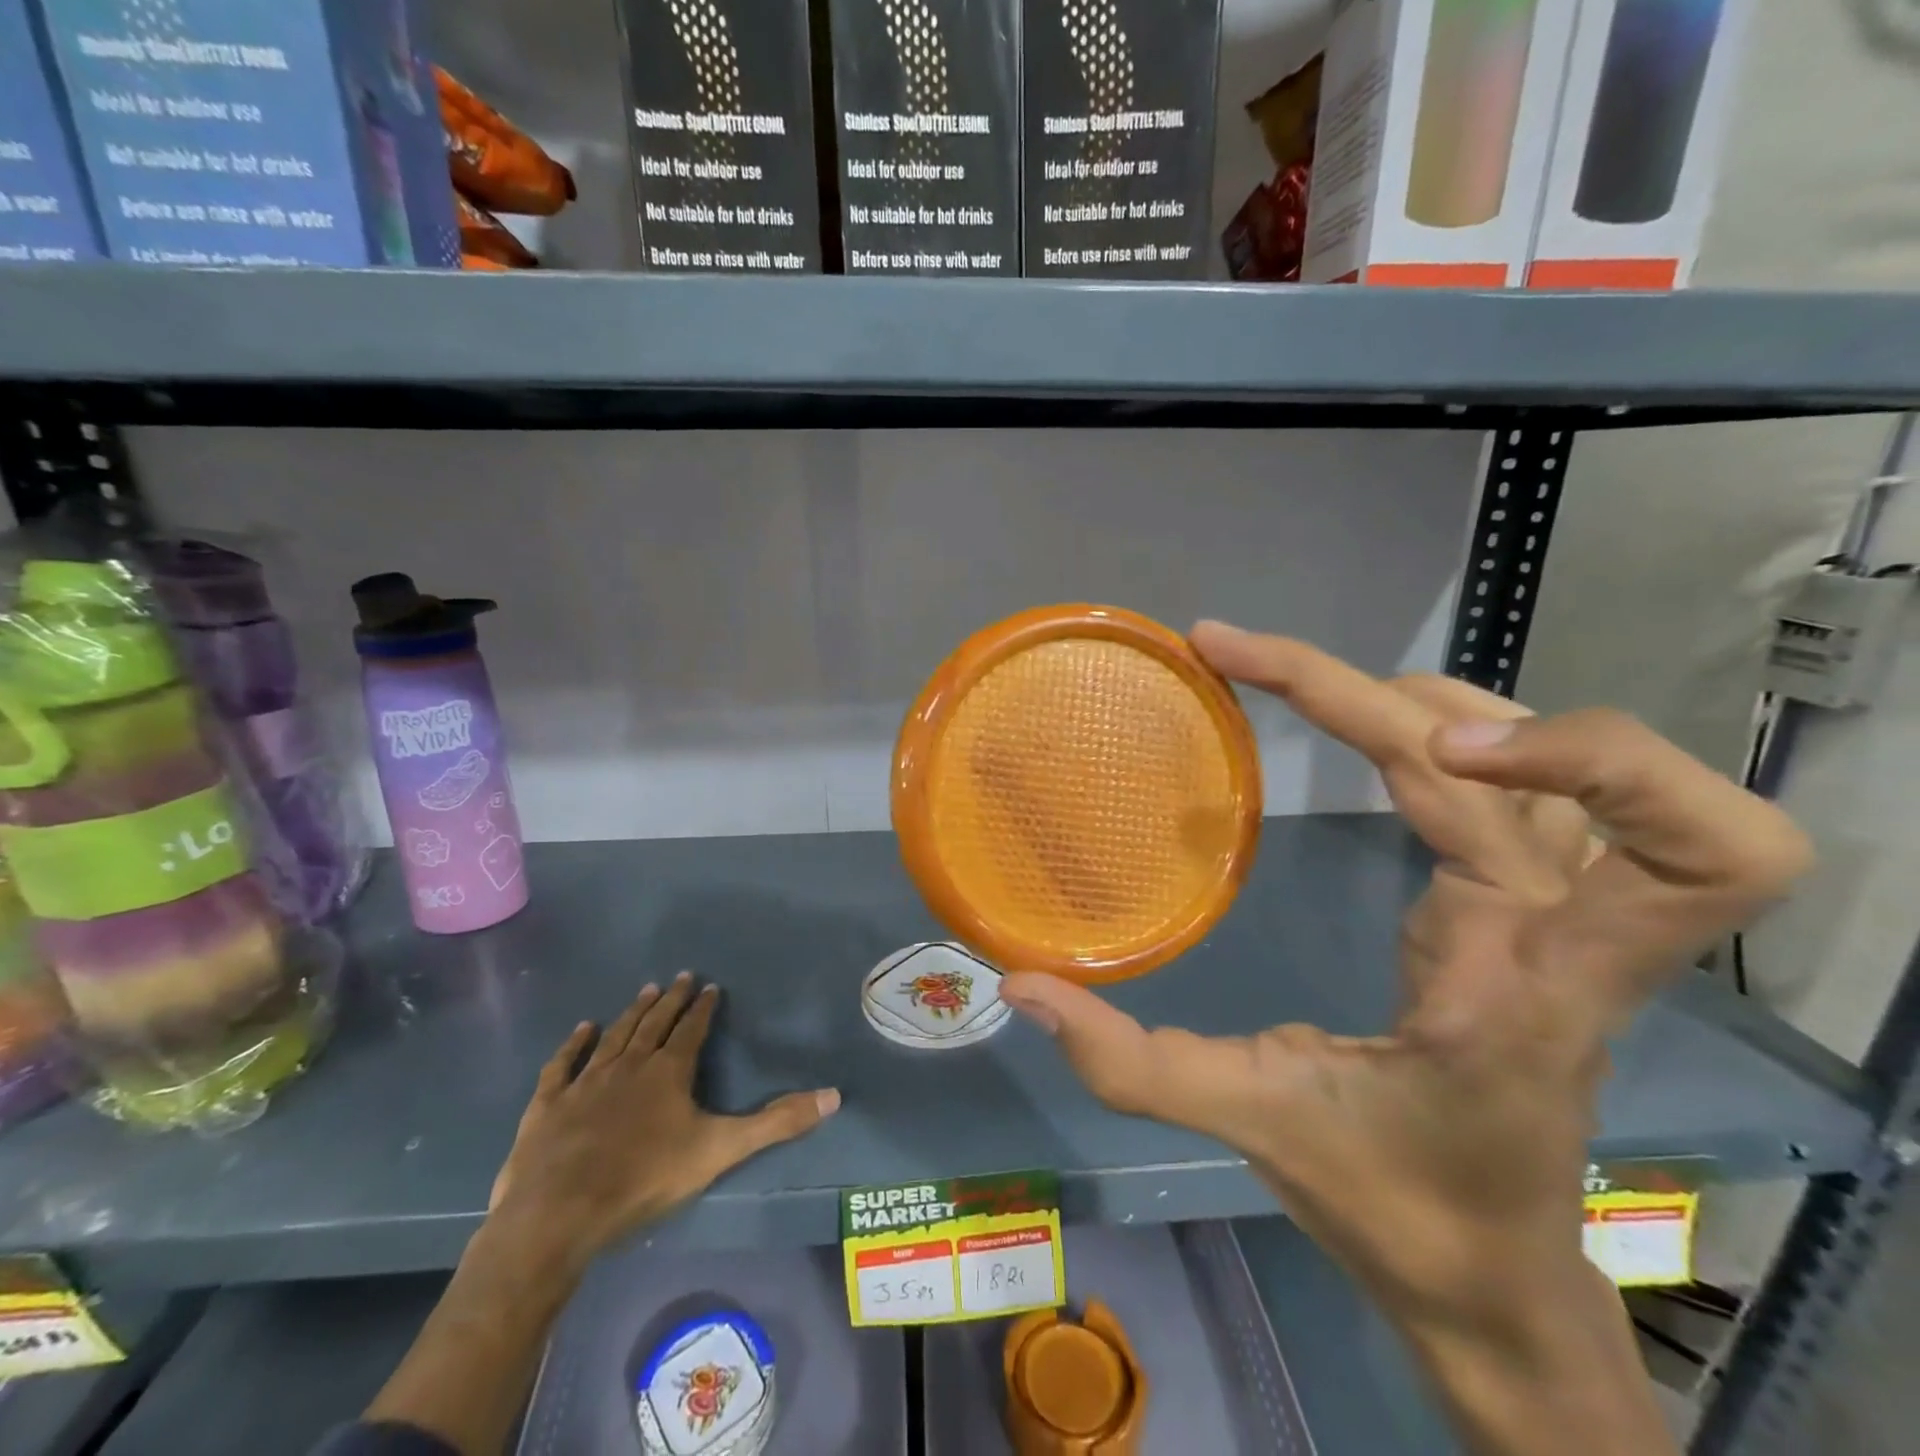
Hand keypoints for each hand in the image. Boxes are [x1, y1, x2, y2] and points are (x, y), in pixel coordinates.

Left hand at [486, 973, 840, 1279]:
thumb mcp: (720, 1150)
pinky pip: (563, 1064)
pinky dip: (574, 1044)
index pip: (692, 1029)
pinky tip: (583, 1028)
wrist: (559, 1213)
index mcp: (669, 1071)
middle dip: (671, 1000)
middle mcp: (629, 1065)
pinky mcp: (549, 1104)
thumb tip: (834, 1096)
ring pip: (614, 1036)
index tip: (710, 987)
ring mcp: (586, 1082)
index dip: (703, 1008)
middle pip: (654, 1023)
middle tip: (681, 977)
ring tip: (646, 990)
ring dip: (632, 1012)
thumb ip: (776, 1123)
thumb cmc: (644, 1178)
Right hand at [998, 622, 1810, 1331]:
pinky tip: (1374, 730)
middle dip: (1407, 693)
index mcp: (1531, 984)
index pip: (1662, 850)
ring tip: (1306, 688)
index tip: (1419, 747)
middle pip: (1583, 761)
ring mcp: (1557, 908)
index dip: (1576, 759)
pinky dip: (1450, 726)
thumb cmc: (1396, 1203)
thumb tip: (1020, 987)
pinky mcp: (1531, 902)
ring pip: (1560, 751)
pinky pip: (1526, 778)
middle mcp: (1567, 927)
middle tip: (1252, 665)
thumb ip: (1130, 1062)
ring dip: (1434, 699)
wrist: (1490, 1270)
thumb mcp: (1254, 1124)